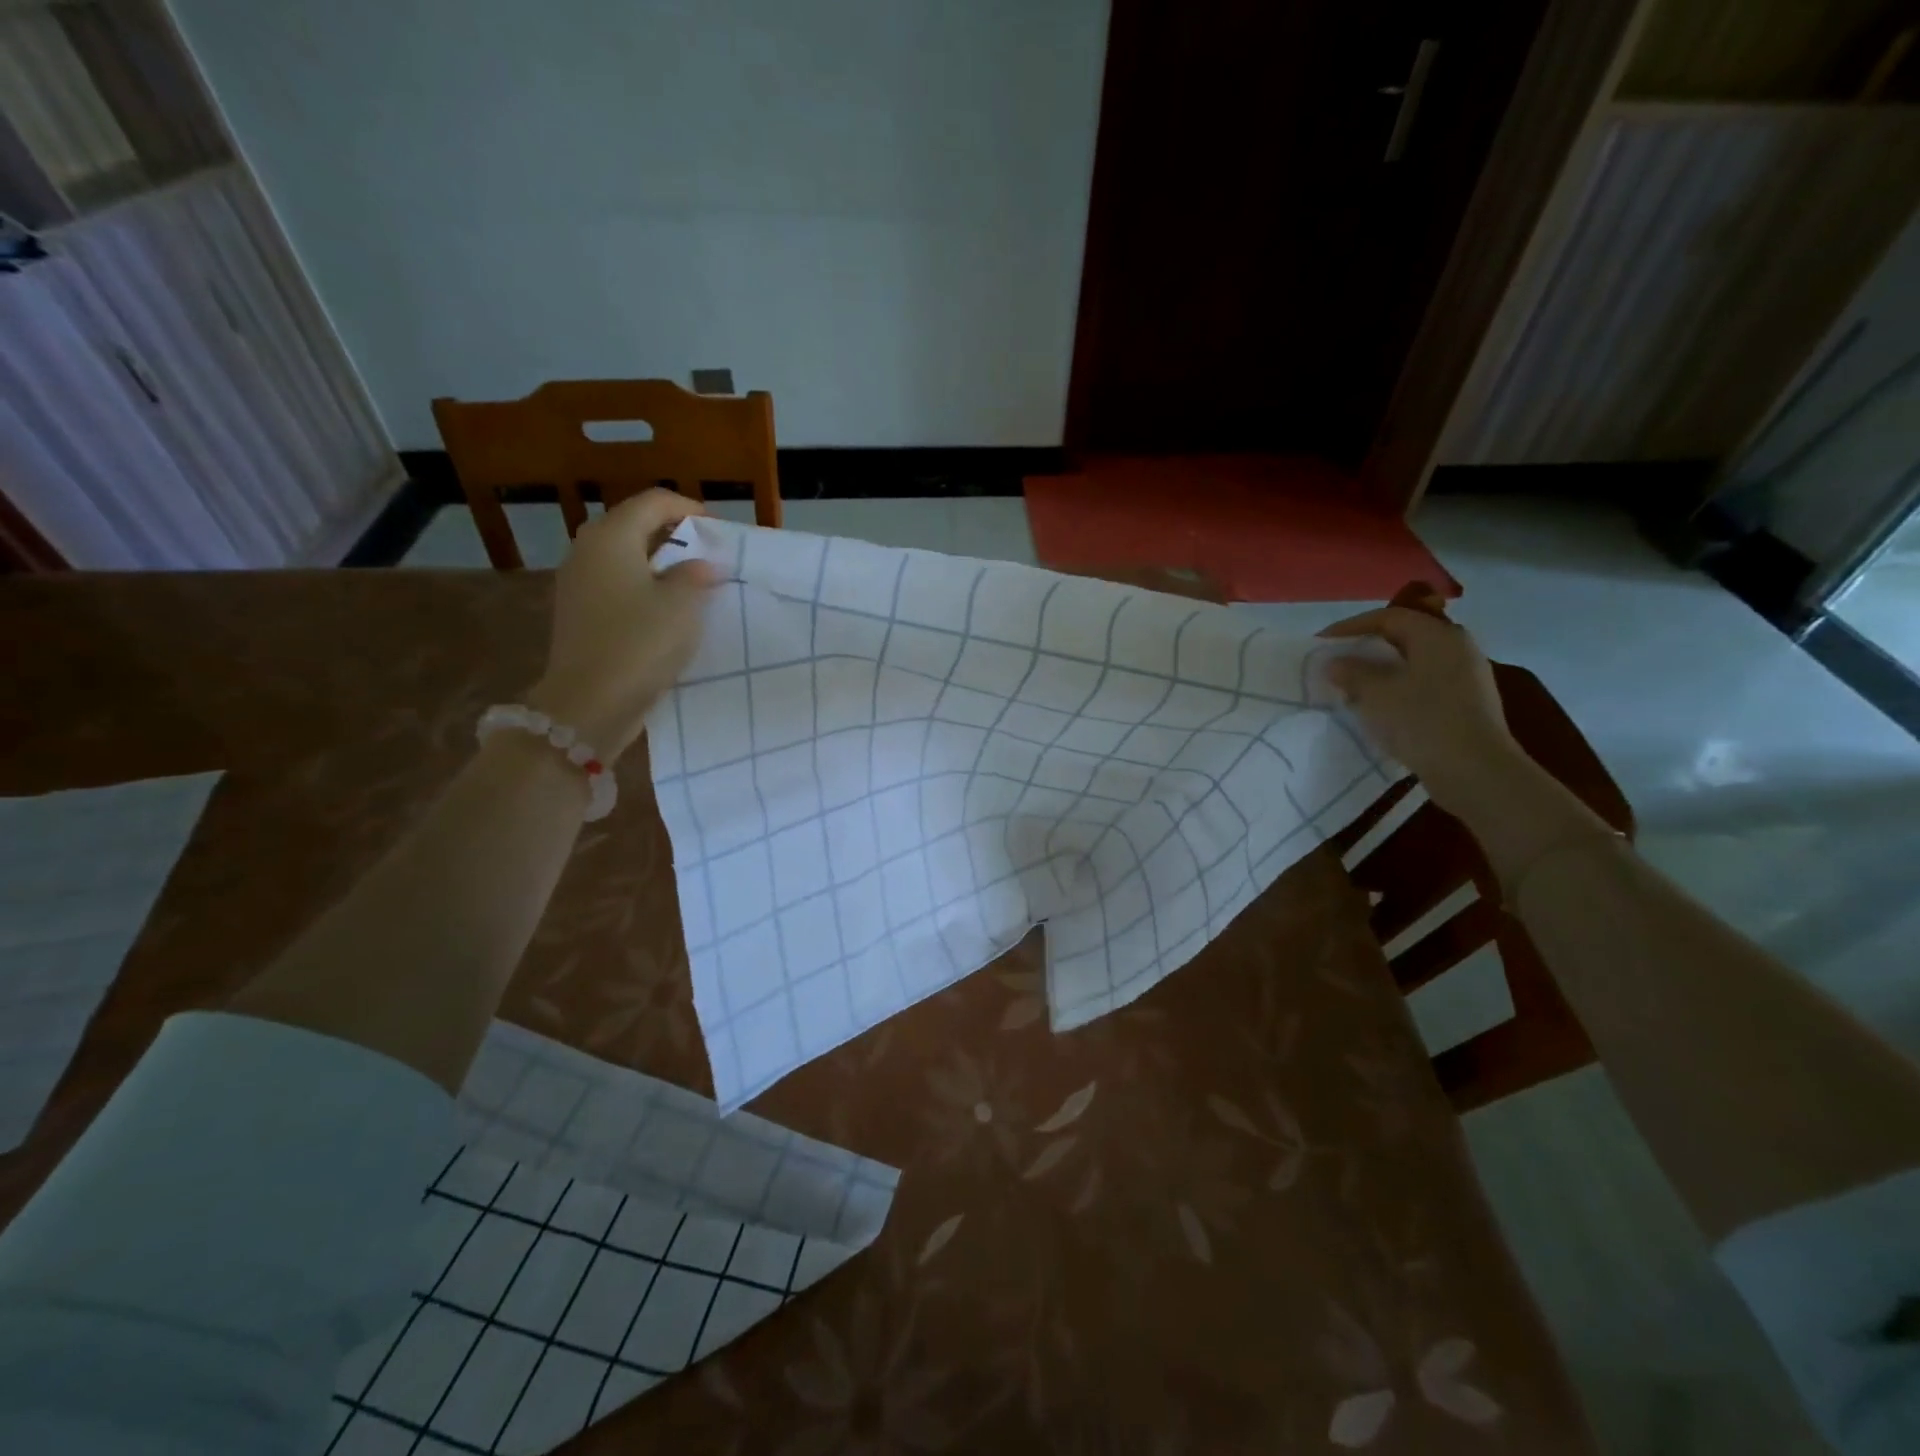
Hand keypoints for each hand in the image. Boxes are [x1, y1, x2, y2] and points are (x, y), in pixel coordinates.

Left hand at [527, 490, 716, 760]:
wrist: (589, 703)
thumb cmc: (640, 644)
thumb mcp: (682, 605)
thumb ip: (695, 575)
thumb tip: (702, 564)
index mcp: (611, 537)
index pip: (654, 502)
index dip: (689, 510)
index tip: (719, 531)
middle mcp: (588, 551)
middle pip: (635, 526)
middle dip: (674, 535)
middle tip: (709, 554)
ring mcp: (578, 584)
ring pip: (625, 557)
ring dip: (660, 563)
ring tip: (694, 583)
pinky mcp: (579, 614)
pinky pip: (617, 585)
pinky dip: (644, 587)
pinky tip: (667, 610)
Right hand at [1317, 595, 1525, 813]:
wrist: (1474, 770)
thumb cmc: (1422, 721)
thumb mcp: (1376, 694)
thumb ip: (1352, 672)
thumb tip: (1335, 662)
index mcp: (1438, 636)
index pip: (1389, 617)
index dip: (1351, 626)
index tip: (1322, 641)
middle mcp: (1457, 647)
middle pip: (1404, 636)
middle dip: (1367, 647)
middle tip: (1338, 660)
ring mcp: (1466, 675)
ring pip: (1414, 662)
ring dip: (1381, 670)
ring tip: (1353, 686)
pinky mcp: (1467, 702)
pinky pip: (1424, 683)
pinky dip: (1398, 687)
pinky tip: (1380, 707)